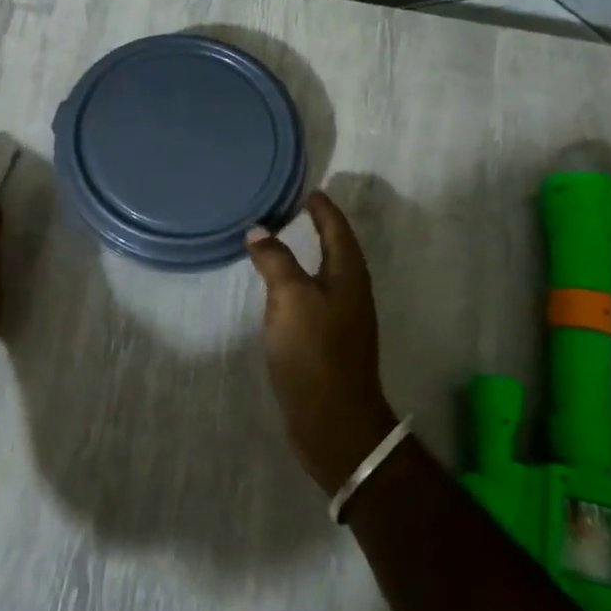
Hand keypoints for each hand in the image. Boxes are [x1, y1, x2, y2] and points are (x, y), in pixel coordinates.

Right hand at [246, 192, 397, 496]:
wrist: (333, 418)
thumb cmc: (314, 351)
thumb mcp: (290, 297)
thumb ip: (275, 260)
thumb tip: (258, 230)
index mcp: (348, 276)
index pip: (337, 230)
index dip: (323, 210)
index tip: (308, 191)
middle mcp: (351, 293)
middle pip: (337, 250)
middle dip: (319, 228)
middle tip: (292, 211)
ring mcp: (342, 320)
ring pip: (326, 275)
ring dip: (309, 255)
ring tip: (282, 242)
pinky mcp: (328, 342)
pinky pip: (314, 298)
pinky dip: (299, 282)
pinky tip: (281, 290)